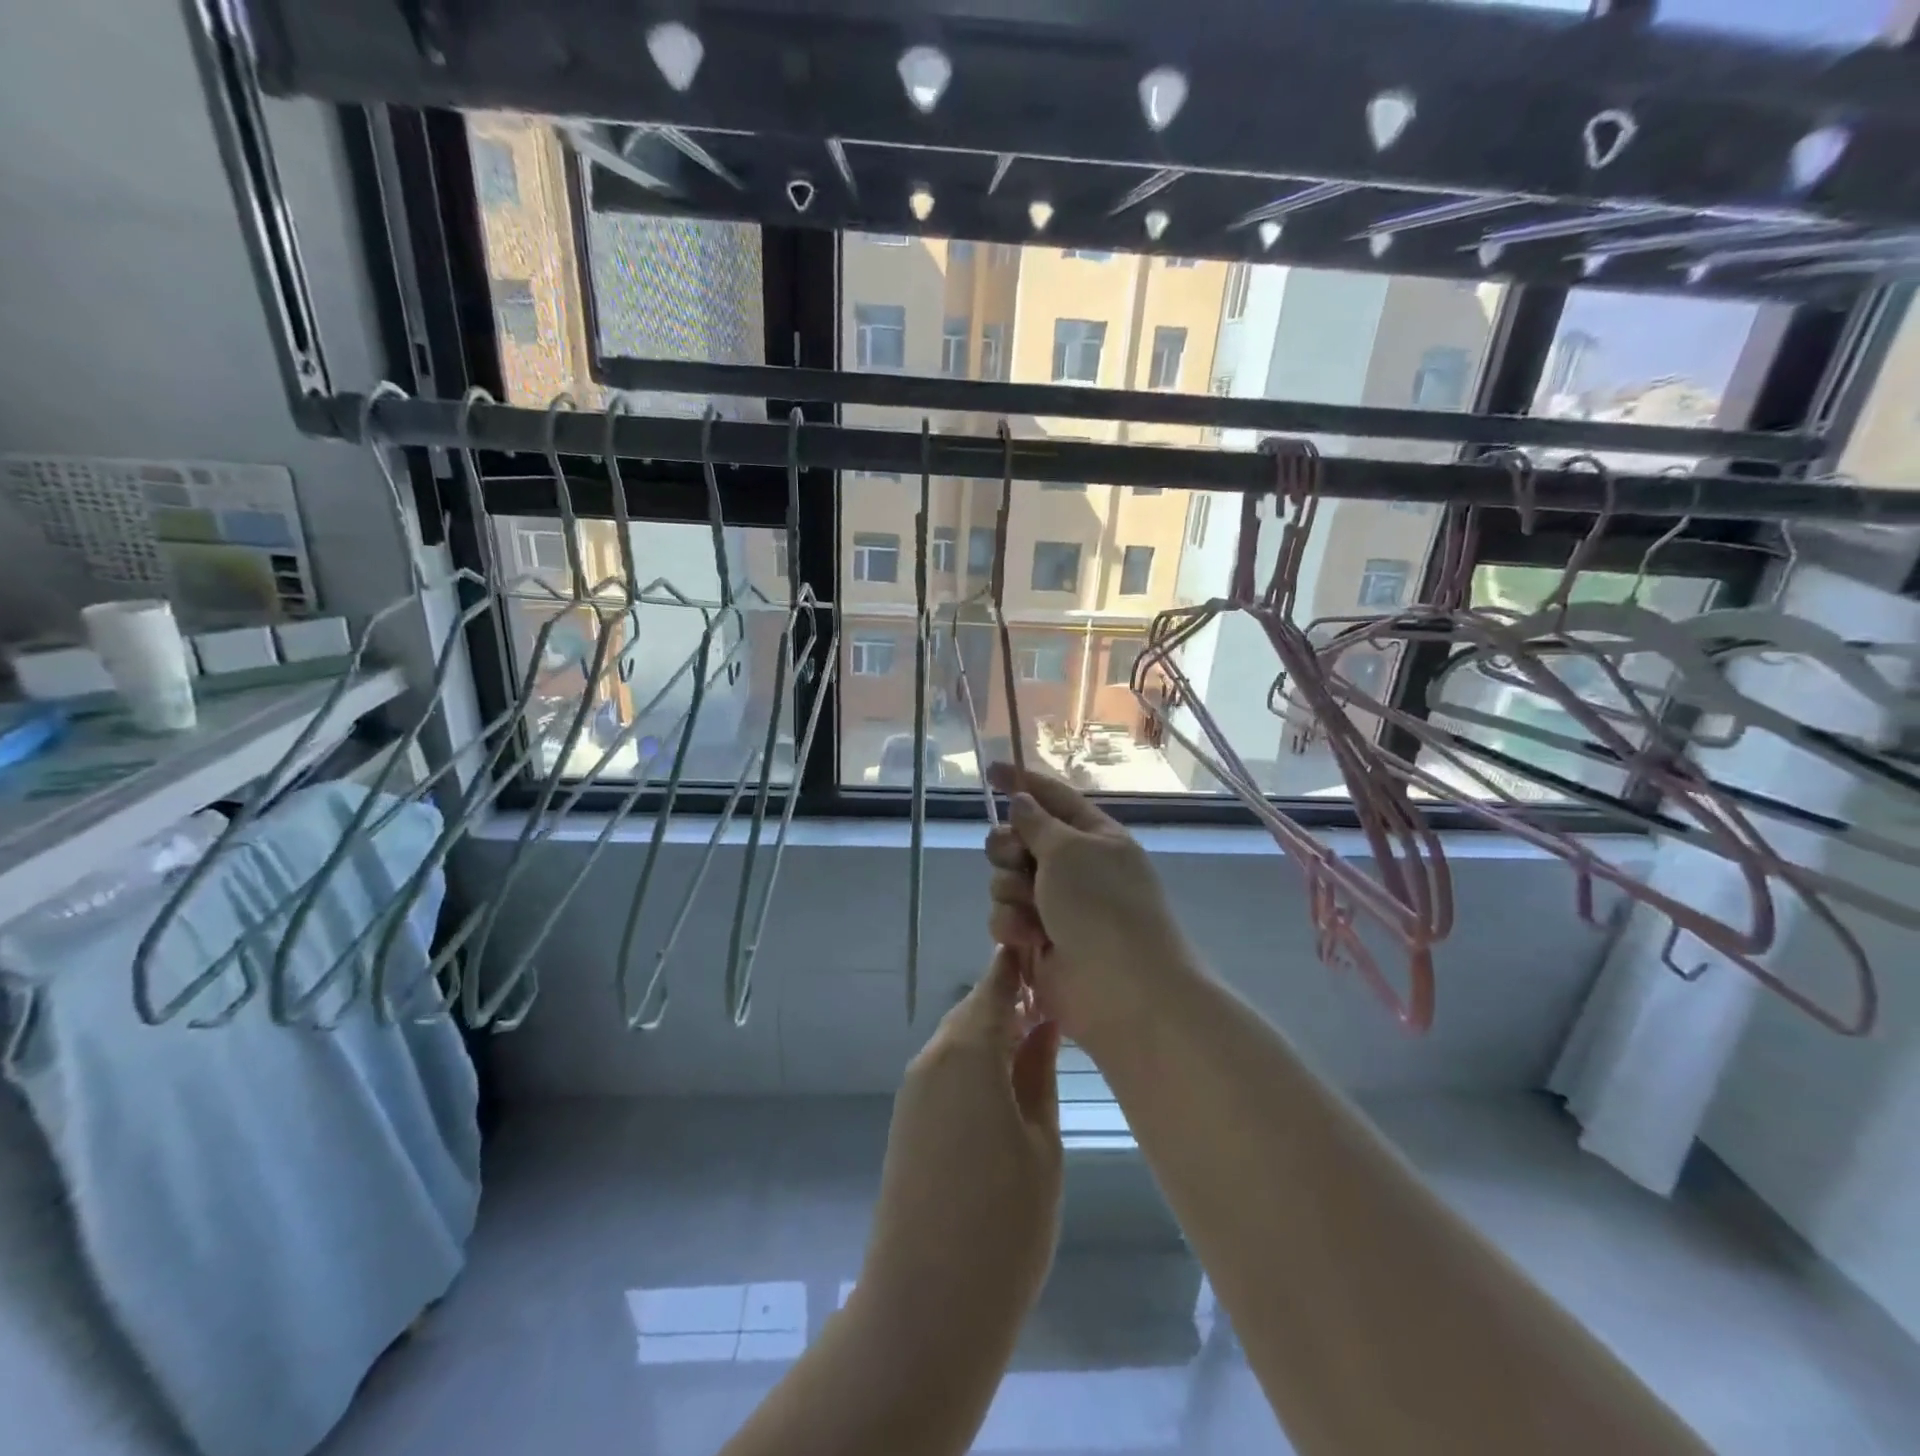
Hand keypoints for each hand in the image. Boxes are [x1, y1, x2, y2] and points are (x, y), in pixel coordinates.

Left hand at [861, 950, 1062, 1340]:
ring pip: (958, 1038)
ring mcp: (914, 1089)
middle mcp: (933, 1057)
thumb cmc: (1004, 1224)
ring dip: (992, 1032)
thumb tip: (1043, 1024)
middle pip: (973, 1009)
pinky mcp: (908, 1119)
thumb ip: (1039, 1073)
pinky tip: (1004, 1085)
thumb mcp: (1041, 1143)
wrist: (926, 1307)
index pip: (995, 985)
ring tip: (1037, 1045)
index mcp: (968, 1051)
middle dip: (1010, 1001)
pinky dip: (974, 1061)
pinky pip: (945, 1068)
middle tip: (1055, 1008)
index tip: (1047, 952)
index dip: (1019, 966)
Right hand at [984, 763, 1190, 1047]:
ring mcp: (1055, 905)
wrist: (1122, 990)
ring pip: (1005, 880)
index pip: (1053, 797)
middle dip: (1008, 848)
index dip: (1021, 782)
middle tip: (1016, 859)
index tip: (990, 771)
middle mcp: (1073, 867)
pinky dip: (1013, 924)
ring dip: (1011, 891)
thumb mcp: (1070, 850)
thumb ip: (1037, 822)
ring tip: (1032, 912)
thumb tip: (1022, 800)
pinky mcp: (1038, 939)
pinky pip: (1005, 916)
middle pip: (1018, 839)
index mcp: (1093, 836)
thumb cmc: (1102, 906)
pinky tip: (1029, 938)